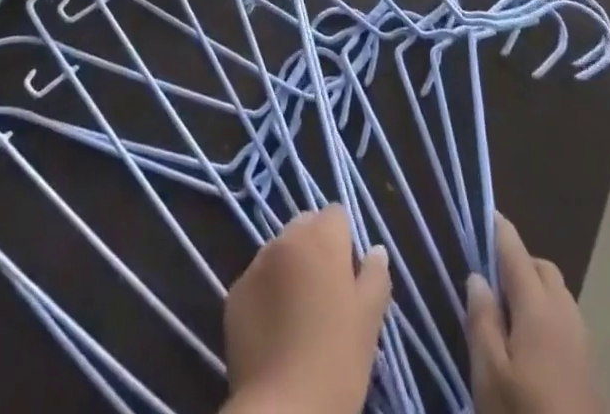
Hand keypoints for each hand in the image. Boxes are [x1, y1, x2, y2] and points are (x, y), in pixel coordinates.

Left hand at [222, 206, 391, 413]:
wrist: (282, 410)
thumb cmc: (336, 362)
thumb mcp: (369, 322)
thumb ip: (375, 277)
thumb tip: (375, 251)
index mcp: (321, 238)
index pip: (336, 214)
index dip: (345, 242)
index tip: (349, 277)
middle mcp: (285, 239)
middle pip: (305, 227)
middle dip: (315, 249)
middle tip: (326, 296)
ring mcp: (255, 264)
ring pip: (279, 252)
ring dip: (289, 270)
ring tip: (299, 316)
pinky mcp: (233, 293)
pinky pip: (256, 281)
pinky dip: (266, 294)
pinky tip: (275, 331)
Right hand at [467, 213, 602, 413]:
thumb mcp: (489, 375)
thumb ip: (482, 320)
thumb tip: (478, 276)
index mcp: (538, 308)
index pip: (515, 251)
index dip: (498, 229)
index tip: (483, 212)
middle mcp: (565, 314)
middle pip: (542, 268)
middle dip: (517, 261)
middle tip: (489, 278)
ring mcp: (583, 343)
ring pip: (557, 294)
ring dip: (534, 289)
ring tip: (506, 315)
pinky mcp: (591, 370)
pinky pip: (566, 321)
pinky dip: (547, 315)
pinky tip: (530, 346)